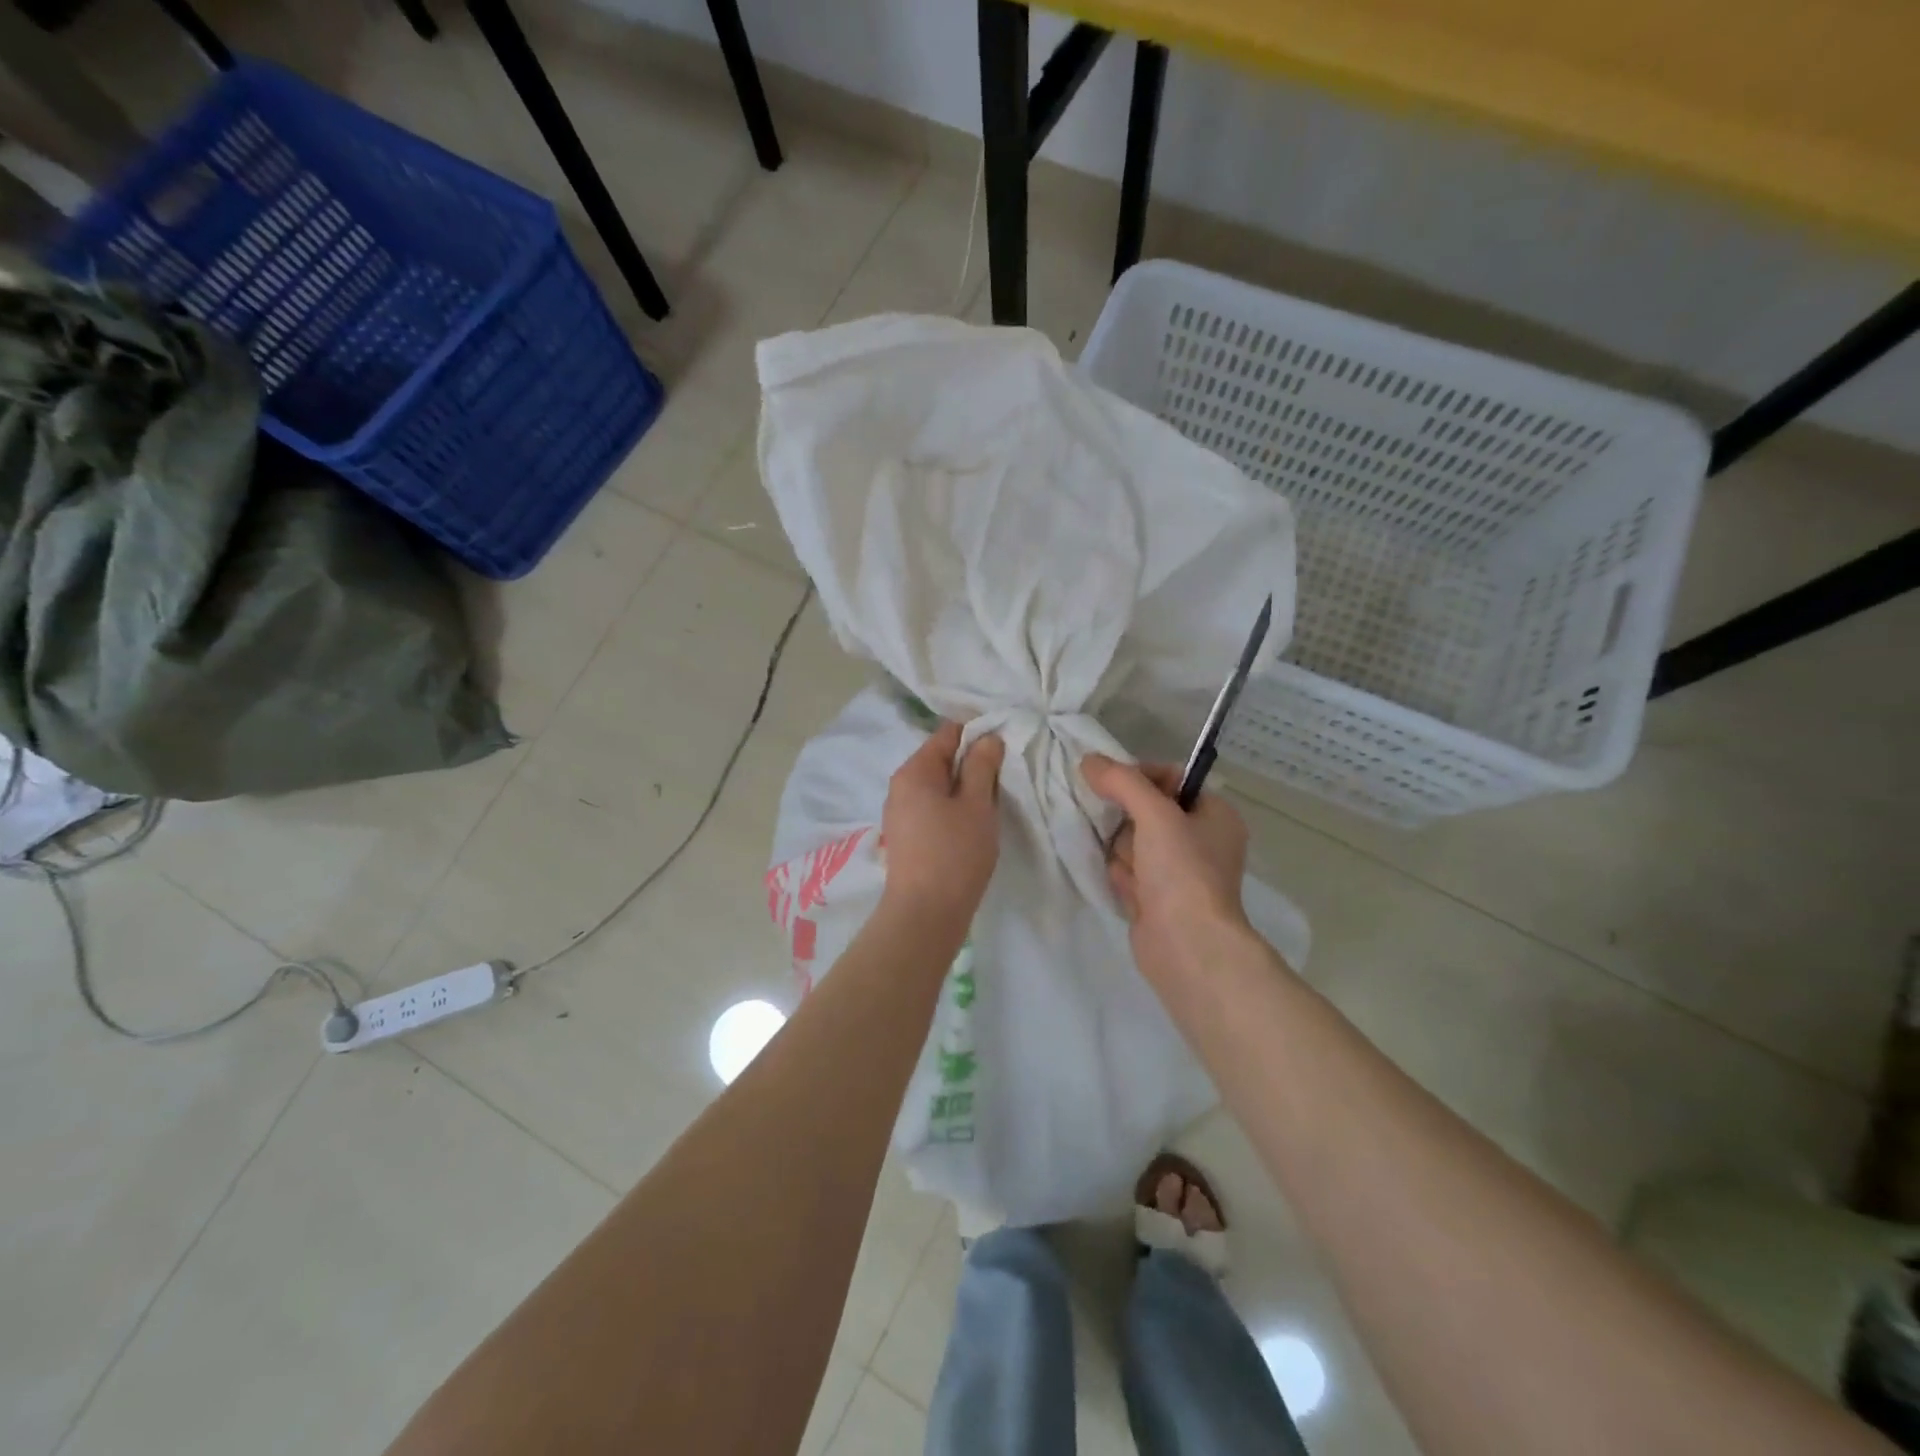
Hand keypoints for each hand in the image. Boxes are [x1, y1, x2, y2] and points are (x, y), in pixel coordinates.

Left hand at [879, 720, 1004, 928]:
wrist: (925, 914)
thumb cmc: (955, 854)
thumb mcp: (977, 805)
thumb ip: (982, 766)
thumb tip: (987, 737)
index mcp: (914, 771)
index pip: (948, 733)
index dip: (978, 734)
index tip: (1006, 747)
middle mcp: (901, 786)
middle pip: (942, 759)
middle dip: (973, 764)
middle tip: (1005, 778)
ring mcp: (901, 812)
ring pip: (940, 786)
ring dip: (966, 789)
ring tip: (993, 803)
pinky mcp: (908, 836)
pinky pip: (934, 808)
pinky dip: (955, 809)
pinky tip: (974, 825)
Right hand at [1080, 755, 1250, 980]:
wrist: (1187, 946)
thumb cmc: (1182, 871)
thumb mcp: (1154, 814)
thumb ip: (1122, 781)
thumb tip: (1089, 760)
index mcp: (1215, 815)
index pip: (1171, 779)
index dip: (1140, 778)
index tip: (1113, 784)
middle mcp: (1201, 841)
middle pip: (1146, 811)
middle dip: (1128, 823)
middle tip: (1129, 836)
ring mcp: (1178, 873)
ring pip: (1132, 842)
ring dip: (1123, 853)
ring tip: (1132, 871)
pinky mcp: (1157, 899)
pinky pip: (1128, 872)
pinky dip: (1123, 877)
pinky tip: (1128, 890)